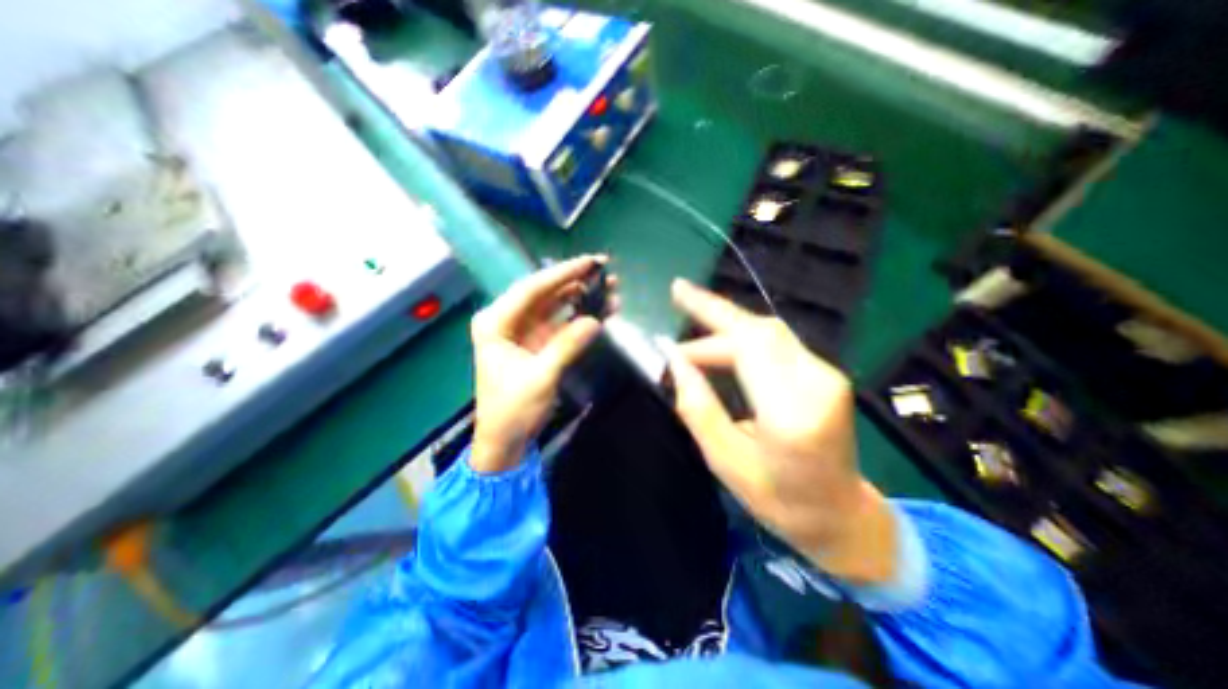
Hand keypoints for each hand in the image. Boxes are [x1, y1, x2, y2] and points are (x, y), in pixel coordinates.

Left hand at [470, 256, 609, 473]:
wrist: (505, 440)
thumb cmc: (512, 410)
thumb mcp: (540, 377)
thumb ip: (566, 346)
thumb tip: (595, 320)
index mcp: (496, 322)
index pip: (531, 289)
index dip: (562, 274)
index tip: (590, 262)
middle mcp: (508, 320)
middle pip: (545, 293)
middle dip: (575, 281)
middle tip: (605, 270)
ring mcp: (525, 331)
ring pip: (556, 306)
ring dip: (582, 297)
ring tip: (610, 288)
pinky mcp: (539, 343)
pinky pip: (562, 323)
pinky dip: (581, 318)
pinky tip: (602, 311)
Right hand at [668, 277, 898, 583]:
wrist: (842, 515)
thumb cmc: (779, 500)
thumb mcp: (725, 462)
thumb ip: (697, 407)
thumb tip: (674, 361)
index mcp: (791, 413)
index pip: (748, 345)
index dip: (708, 319)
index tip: (674, 304)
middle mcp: (817, 383)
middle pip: (759, 329)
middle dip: (714, 313)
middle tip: (678, 302)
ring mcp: (827, 374)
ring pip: (768, 330)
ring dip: (726, 326)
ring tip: (692, 334)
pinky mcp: (825, 373)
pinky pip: (776, 342)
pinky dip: (743, 338)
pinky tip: (720, 347)